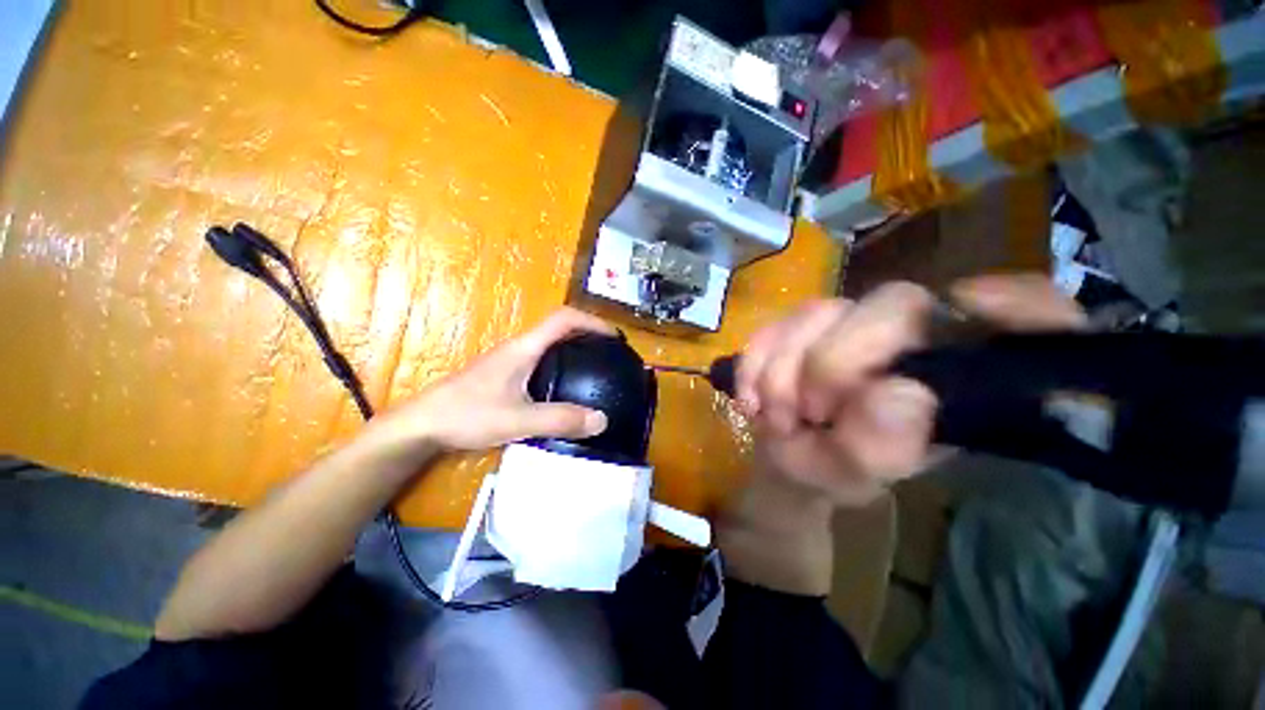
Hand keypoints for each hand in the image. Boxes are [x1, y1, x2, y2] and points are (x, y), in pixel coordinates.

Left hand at [364, 308, 613, 462]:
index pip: (563, 319)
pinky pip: (541, 362)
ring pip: (550, 346)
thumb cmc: (467, 414)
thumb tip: (602, 420)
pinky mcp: (505, 376)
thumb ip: (560, 420)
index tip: (614, 337)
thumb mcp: (518, 419)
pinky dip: (561, 365)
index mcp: (524, 348)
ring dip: (574, 350)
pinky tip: (565, 388)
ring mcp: (510, 362)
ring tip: (595, 369)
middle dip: (588, 335)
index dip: (592, 322)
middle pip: (559, 329)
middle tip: (610, 355)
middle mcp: (519, 348)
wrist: (421, 426)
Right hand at [736, 275, 1085, 505]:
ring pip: (819, 311)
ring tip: (775, 416)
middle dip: (833, 361)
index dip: (1016, 303)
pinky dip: (754, 363)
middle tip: (809, 413)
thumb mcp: (859, 476)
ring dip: (783, 370)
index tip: (975, 308)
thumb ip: (882, 448)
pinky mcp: (802, 326)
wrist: (784, 458)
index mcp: (953, 377)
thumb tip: (900, 395)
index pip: (1023, 315)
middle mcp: (909, 338)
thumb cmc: (832, 470)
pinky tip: (751, 399)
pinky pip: (772, 325)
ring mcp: (850, 323)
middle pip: (892, 303)